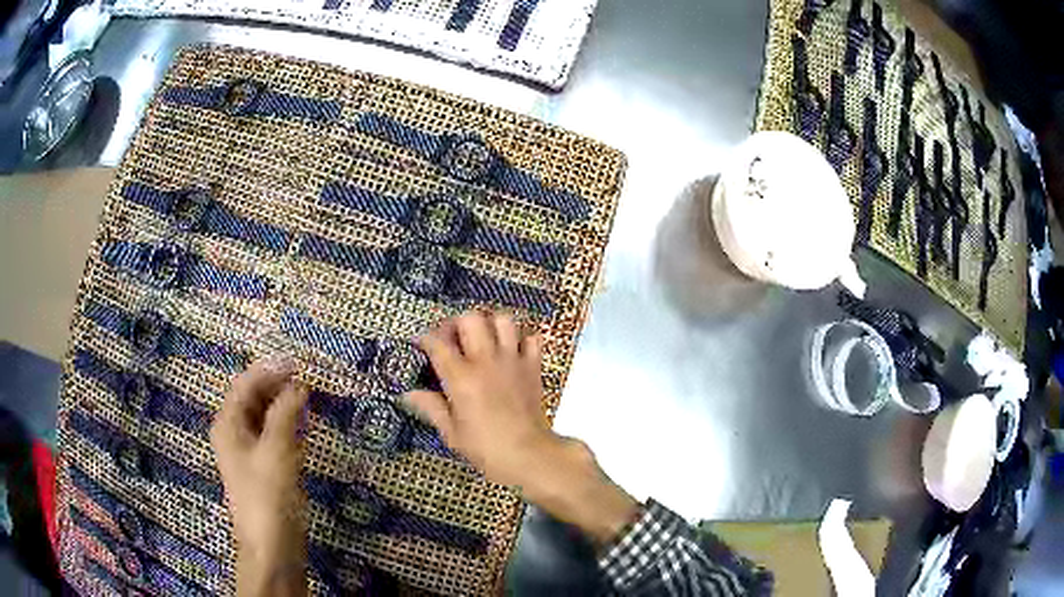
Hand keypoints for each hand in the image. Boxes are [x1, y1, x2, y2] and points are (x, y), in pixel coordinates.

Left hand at [211, 356, 308, 596]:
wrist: (271, 546)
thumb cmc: (268, 496)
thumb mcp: (276, 451)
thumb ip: (285, 414)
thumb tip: (298, 385)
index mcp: (228, 424)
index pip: (245, 385)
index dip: (270, 370)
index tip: (299, 362)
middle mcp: (234, 433)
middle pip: (253, 398)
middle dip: (277, 386)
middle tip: (308, 378)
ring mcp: (248, 451)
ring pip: (264, 417)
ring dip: (284, 405)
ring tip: (310, 396)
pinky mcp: (263, 467)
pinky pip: (273, 436)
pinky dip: (287, 426)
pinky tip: (304, 425)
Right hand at [404, 312, 639, 545]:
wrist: (529, 455)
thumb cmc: (486, 448)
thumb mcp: (451, 432)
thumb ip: (431, 407)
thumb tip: (408, 394)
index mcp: (461, 377)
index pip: (437, 343)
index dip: (425, 339)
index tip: (420, 345)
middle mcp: (486, 360)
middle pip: (470, 318)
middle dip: (457, 323)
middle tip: (453, 339)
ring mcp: (513, 359)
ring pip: (503, 319)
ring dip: (490, 325)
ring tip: (483, 340)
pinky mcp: (533, 366)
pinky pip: (531, 338)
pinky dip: (522, 339)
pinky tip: (512, 352)